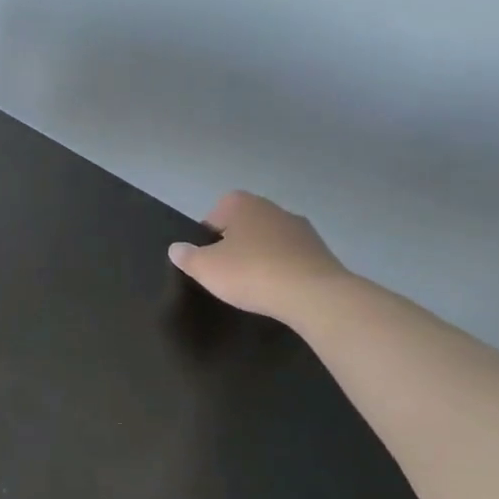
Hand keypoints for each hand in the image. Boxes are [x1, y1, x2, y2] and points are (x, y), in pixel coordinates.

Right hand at [168, 190, 349, 322]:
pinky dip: (281, 269)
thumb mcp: (204, 268)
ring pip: (269, 240)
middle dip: (235, 244)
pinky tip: (276, 289)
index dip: (208, 233)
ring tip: (252, 283)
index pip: (217, 211)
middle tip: (226, 271)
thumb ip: (187, 256)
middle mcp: (274, 208)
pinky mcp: (321, 251)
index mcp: (244, 205)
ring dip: (260, 256)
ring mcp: (302, 229)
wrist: (313, 294)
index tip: (207, 256)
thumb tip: (177, 248)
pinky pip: (291, 257)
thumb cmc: (250, 273)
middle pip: (245, 224)